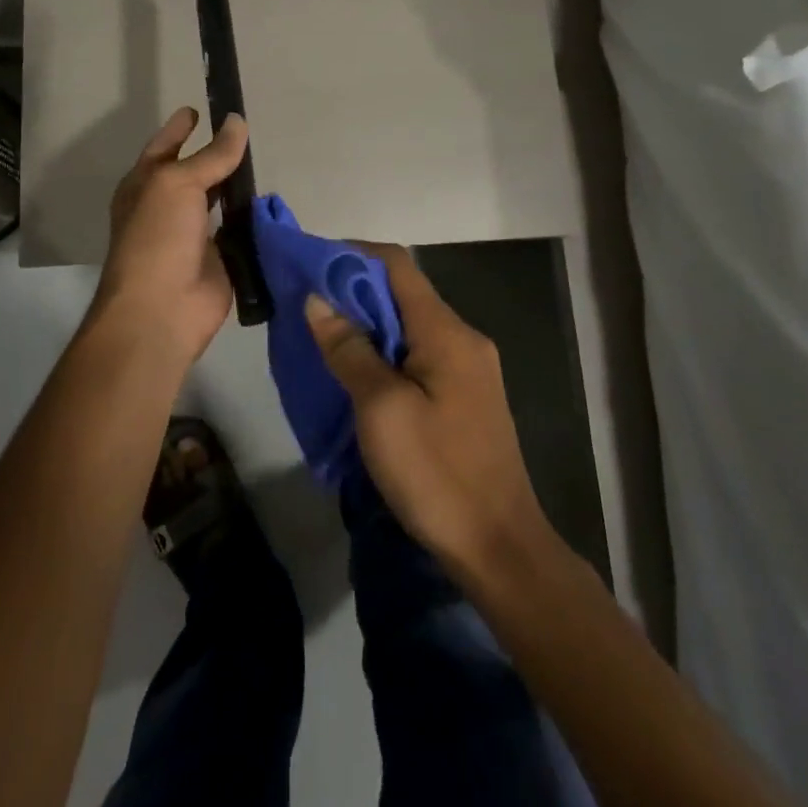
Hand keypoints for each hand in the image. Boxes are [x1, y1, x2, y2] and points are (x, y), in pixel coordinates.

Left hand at [88, 107, 248, 363]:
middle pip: (195, 172)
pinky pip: (240, 230)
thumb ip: (211, 155)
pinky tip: (272, 202)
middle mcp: (167, 206)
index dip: (179, 128)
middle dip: (215, 154)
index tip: (197, 108)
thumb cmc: (157, 237)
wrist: (162, 309)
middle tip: (245, 131)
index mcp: (145, 185)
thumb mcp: (179, 184)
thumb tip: (237, 121)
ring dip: (237, 186)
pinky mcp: (220, 258)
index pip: (164, 147)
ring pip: (220, 200)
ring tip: (264, 160)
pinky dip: (253, 218)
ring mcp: (194, 234)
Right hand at [305, 244, 554, 582]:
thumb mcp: (381, 409)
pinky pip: (418, 355)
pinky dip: (384, 352)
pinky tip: (357, 373)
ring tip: (323, 337)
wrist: (501, 551)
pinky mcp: (465, 397)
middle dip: (353, 292)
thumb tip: (317, 300)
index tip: (309, 266)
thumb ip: (349, 349)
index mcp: (446, 331)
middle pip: (402, 293)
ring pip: (408, 326)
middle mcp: (462, 338)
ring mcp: (468, 369)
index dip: (351, 255)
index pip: (396, 264)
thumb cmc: (437, 475)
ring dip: (366, 324)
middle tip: (306, 306)